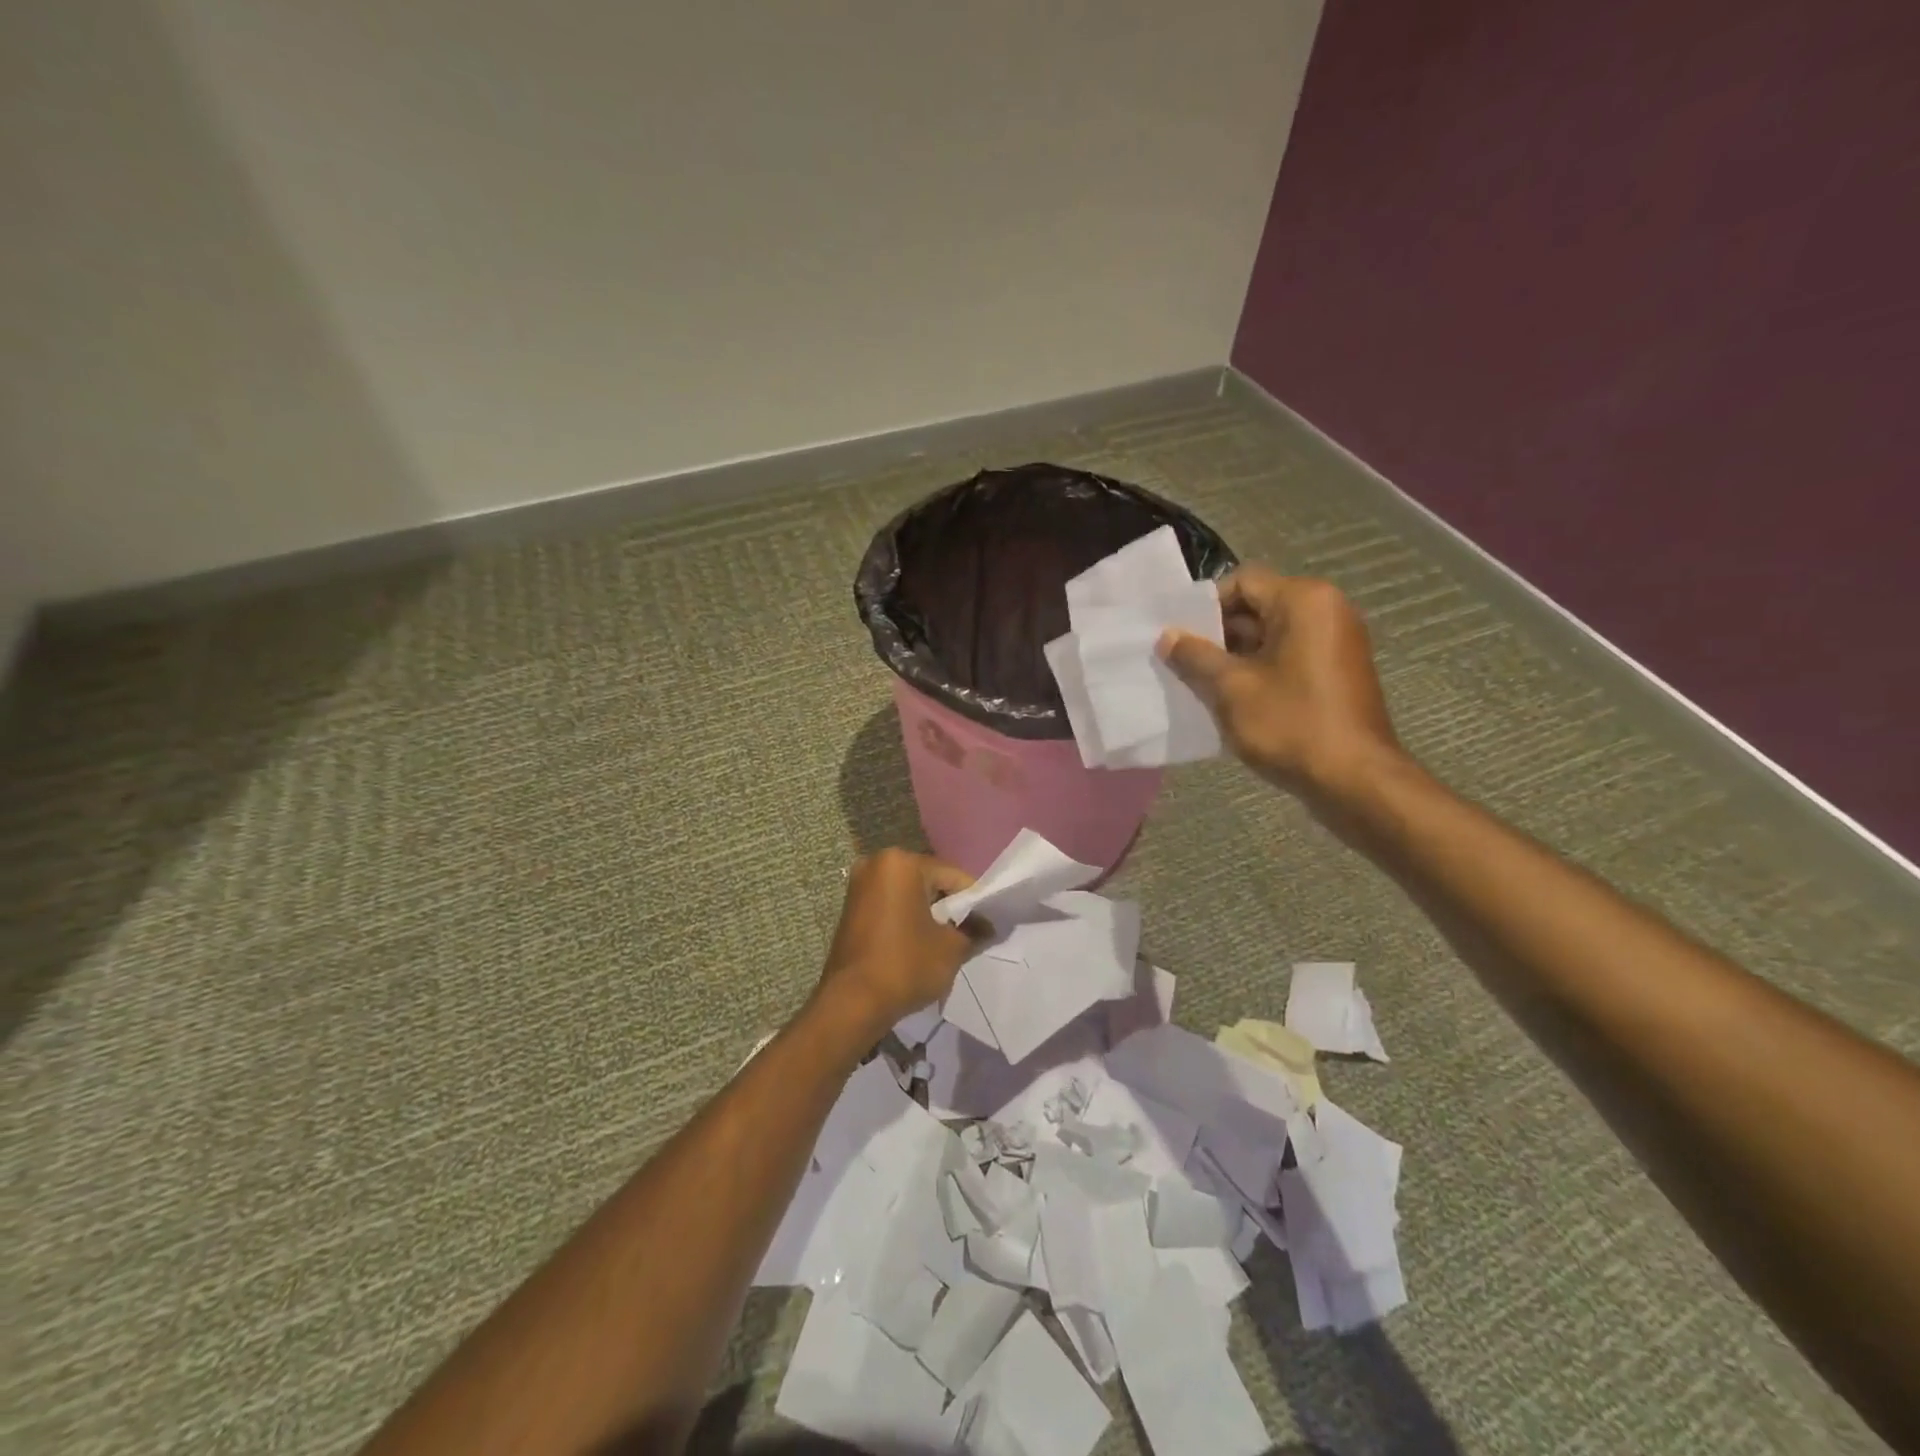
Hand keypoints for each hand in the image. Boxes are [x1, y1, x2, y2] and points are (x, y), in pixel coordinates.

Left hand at [811, 849, 976, 1040]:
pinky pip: (890, 906)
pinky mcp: (850, 908)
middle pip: (929, 881)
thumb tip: (989, 926)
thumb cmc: (905, 965)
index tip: (988, 924)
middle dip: (949, 906)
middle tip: (968, 933)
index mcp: (901, 863)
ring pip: (909, 894)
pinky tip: (919, 944)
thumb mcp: (951, 948)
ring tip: (944, 942)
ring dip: (927, 913)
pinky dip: (907, 919)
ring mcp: (859, 885)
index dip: (974, 901)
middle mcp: (876, 864)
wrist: (851, 1004)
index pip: (952, 876)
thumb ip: (974, 930)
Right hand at [1159, 567, 1400, 798]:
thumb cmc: (1291, 725)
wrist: (1355, 781)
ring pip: (1271, 636)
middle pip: (1257, 607)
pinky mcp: (1338, 672)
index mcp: (1304, 600)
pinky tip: (1233, 701)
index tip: (1178, 639)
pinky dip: (1259, 671)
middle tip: (1183, 664)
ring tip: (1202, 685)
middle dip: (1217, 634)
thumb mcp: (1231, 688)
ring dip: (1235, 657)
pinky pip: (1289, 657)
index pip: (1241, 582)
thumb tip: (1167, 636)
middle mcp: (1327, 610)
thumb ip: (1195, 656)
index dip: (1204, 608)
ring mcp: (1337, 642)